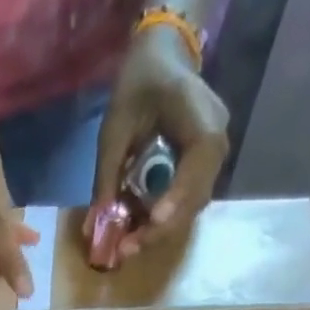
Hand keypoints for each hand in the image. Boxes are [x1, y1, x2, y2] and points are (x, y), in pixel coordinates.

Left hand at [88, 25, 229, 259]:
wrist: (160, 60)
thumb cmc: (138, 85)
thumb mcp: (115, 128)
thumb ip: (106, 177)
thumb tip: (93, 227)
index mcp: (202, 118)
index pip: (199, 162)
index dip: (178, 195)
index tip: (153, 220)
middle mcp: (216, 141)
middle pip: (196, 196)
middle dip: (161, 227)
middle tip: (126, 249)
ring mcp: (212, 158)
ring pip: (191, 206)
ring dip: (160, 231)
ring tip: (127, 246)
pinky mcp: (200, 171)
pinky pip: (184, 203)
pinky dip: (161, 221)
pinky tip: (137, 231)